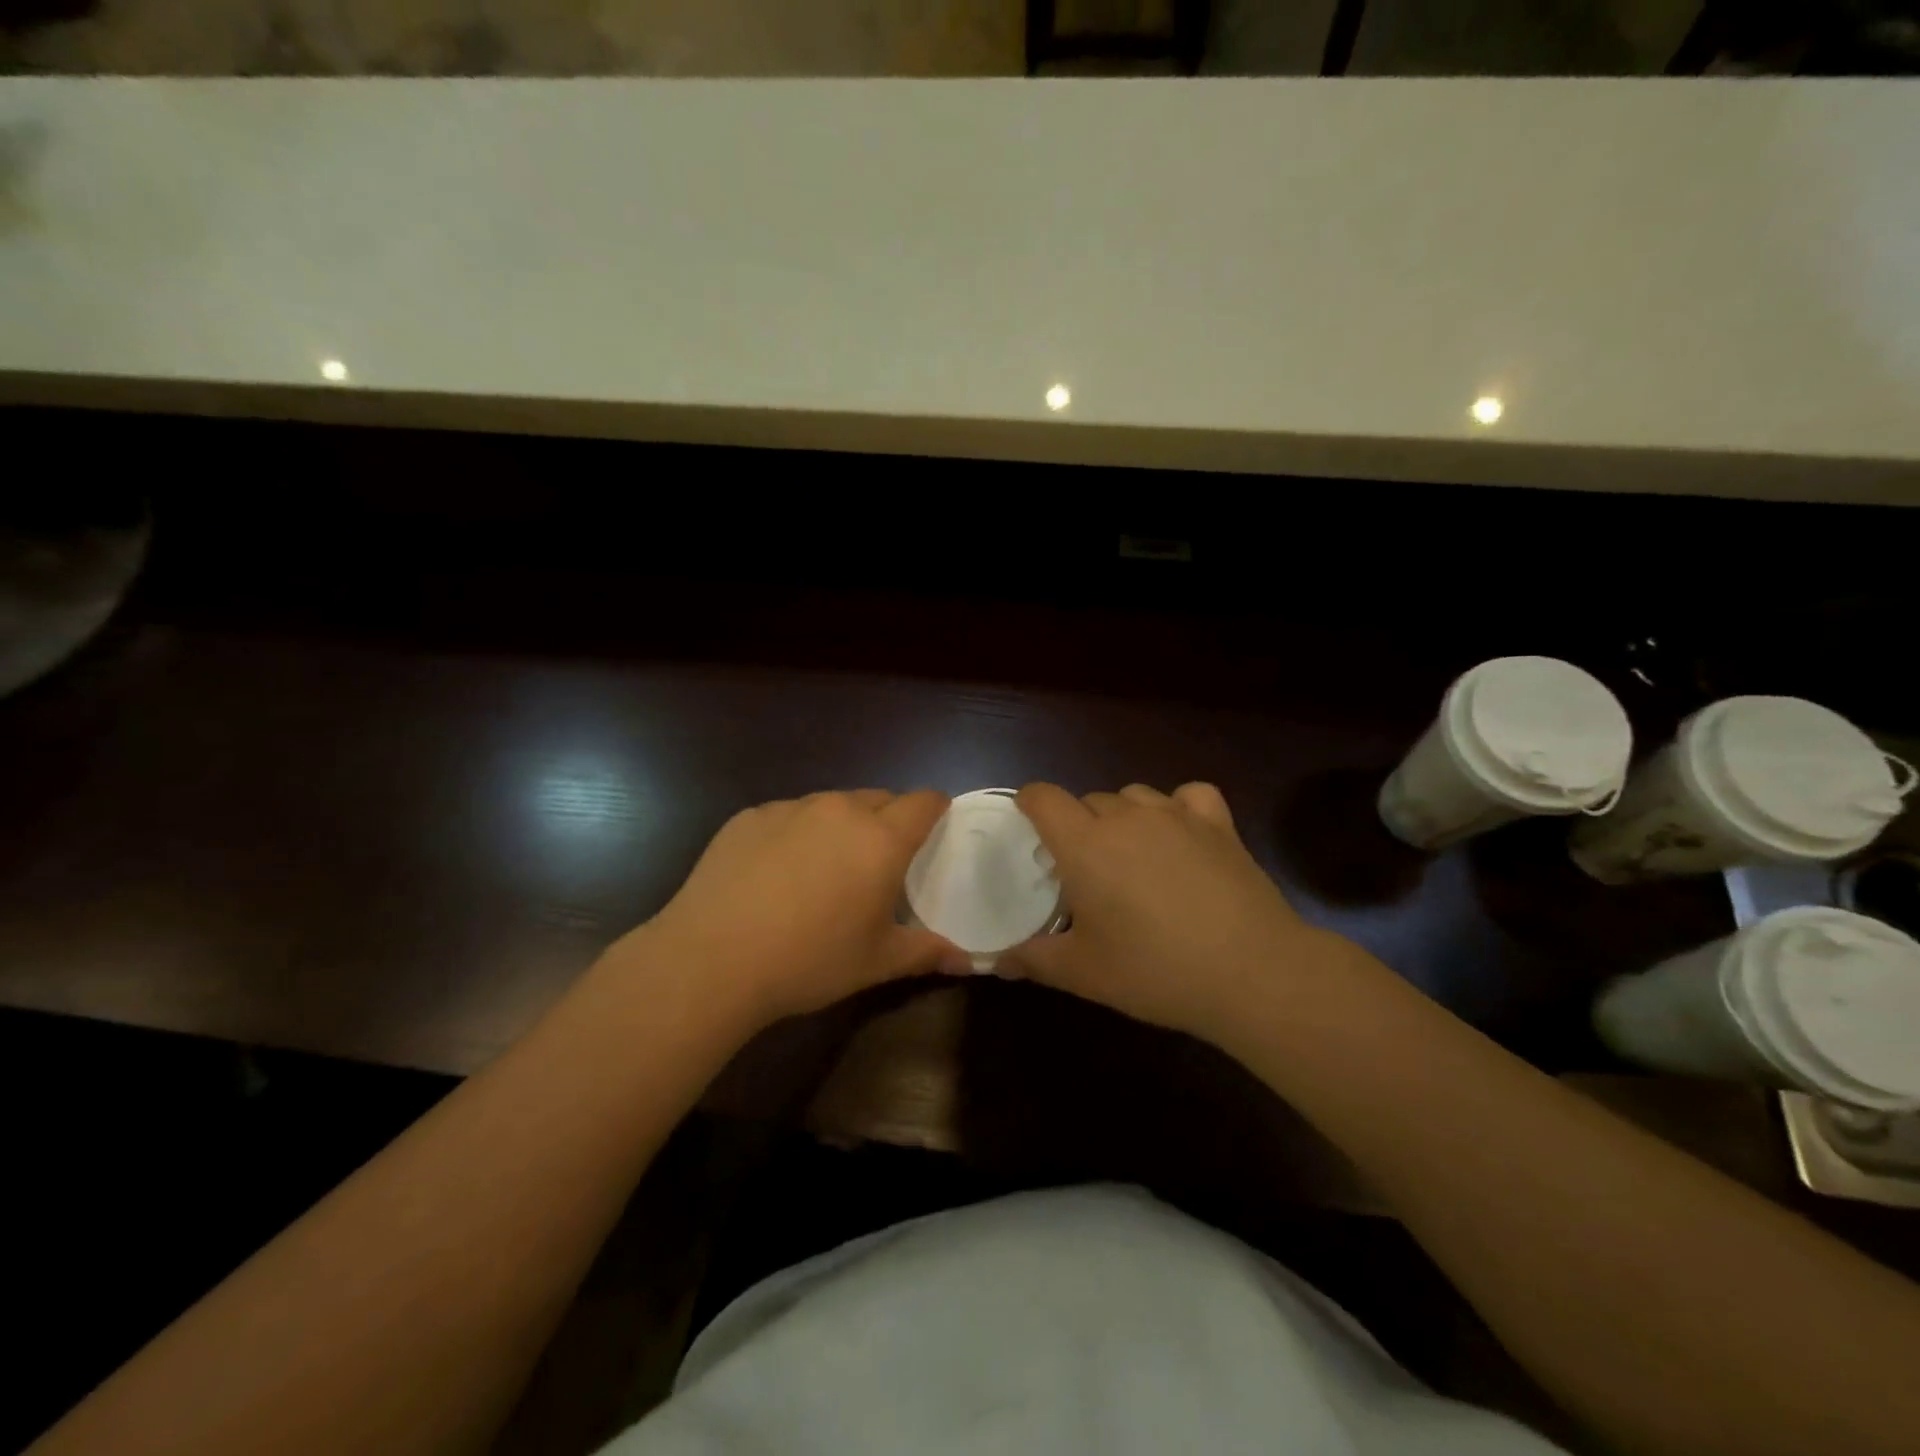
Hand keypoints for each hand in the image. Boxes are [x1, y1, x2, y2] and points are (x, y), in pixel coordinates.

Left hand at [619, 789, 969, 1030]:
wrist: (711, 959)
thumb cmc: (809, 960)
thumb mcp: (876, 962)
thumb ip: (926, 952)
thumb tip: (967, 960)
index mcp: (880, 839)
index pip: (923, 801)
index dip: (935, 809)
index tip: (934, 829)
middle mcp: (839, 810)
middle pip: (879, 798)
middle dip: (888, 821)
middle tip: (878, 863)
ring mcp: (790, 809)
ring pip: (832, 805)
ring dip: (841, 826)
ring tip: (824, 869)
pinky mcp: (749, 816)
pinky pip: (788, 815)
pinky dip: (796, 834)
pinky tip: (775, 874)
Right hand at [1005, 782, 1340, 1046]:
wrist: (1252, 972)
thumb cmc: (1155, 970)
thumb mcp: (1084, 973)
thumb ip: (1033, 960)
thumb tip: (996, 961)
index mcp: (1084, 844)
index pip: (1043, 796)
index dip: (1029, 804)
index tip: (1029, 827)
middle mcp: (1126, 816)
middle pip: (1088, 800)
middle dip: (1078, 827)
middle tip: (1085, 872)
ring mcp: (1176, 815)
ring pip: (1133, 796)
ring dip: (1123, 818)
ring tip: (1132, 857)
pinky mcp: (1218, 823)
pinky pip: (1188, 796)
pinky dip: (1178, 808)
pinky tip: (1182, 835)